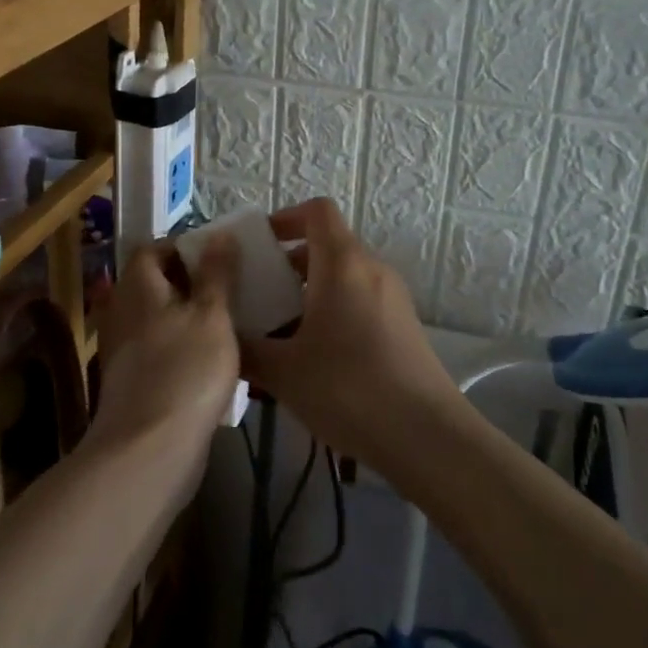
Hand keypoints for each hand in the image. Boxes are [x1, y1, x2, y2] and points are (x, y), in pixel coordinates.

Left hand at [88, 237, 240, 456]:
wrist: (149, 450)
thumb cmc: (186, 370)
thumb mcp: (213, 315)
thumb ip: (217, 273)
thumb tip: (219, 234)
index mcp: (137, 286)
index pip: (153, 249)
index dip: (184, 248)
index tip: (219, 258)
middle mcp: (123, 311)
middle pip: (156, 284)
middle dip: (192, 283)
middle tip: (231, 289)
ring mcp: (124, 350)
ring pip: (160, 318)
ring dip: (190, 317)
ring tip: (229, 324)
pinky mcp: (133, 382)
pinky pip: (160, 350)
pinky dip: (183, 348)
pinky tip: (212, 363)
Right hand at [238, 198, 461, 474]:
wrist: (426, 436)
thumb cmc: (348, 388)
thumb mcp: (283, 371)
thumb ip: (245, 348)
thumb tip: (221, 336)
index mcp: (342, 263)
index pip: (316, 211)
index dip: (285, 218)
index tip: (258, 245)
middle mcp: (371, 269)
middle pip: (327, 245)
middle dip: (288, 264)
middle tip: (257, 295)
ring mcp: (392, 298)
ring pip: (343, 277)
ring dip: (308, 293)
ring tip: (279, 332)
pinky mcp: (403, 326)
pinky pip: (359, 301)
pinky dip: (332, 312)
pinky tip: (313, 357)